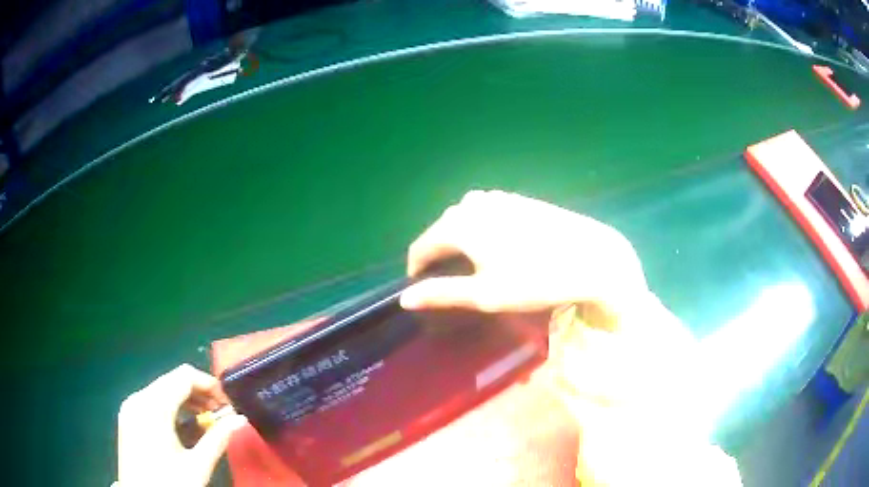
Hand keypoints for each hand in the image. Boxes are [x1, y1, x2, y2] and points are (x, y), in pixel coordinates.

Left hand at [115, 364, 247, 486]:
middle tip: (220, 414)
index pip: (184, 377)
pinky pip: (152, 401)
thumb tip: (239, 419)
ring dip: (186, 400)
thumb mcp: (197, 466)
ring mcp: (130, 406)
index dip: (209, 384)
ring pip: (162, 390)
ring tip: (206, 421)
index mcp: (153, 406)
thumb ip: (218, 439)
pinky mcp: (128, 416)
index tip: (228, 404)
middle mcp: (138, 398)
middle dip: (199, 393)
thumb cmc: (169, 483)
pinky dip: (171, 407)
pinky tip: (184, 426)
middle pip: (172, 381)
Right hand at [401, 190, 648, 320]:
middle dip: (440, 255)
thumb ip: (441, 293)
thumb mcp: (484, 294)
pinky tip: (501, 247)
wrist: (591, 257)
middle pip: (442, 230)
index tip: (424, 290)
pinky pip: (487, 212)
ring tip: (475, 266)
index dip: (417, 269)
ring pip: (465, 219)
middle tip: (454, 283)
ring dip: (461, 241)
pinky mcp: (519, 199)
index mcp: (459, 224)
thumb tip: (404, 299)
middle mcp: (473, 203)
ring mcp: (498, 198)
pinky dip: (482, 229)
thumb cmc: (535, 280)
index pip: (422, 245)